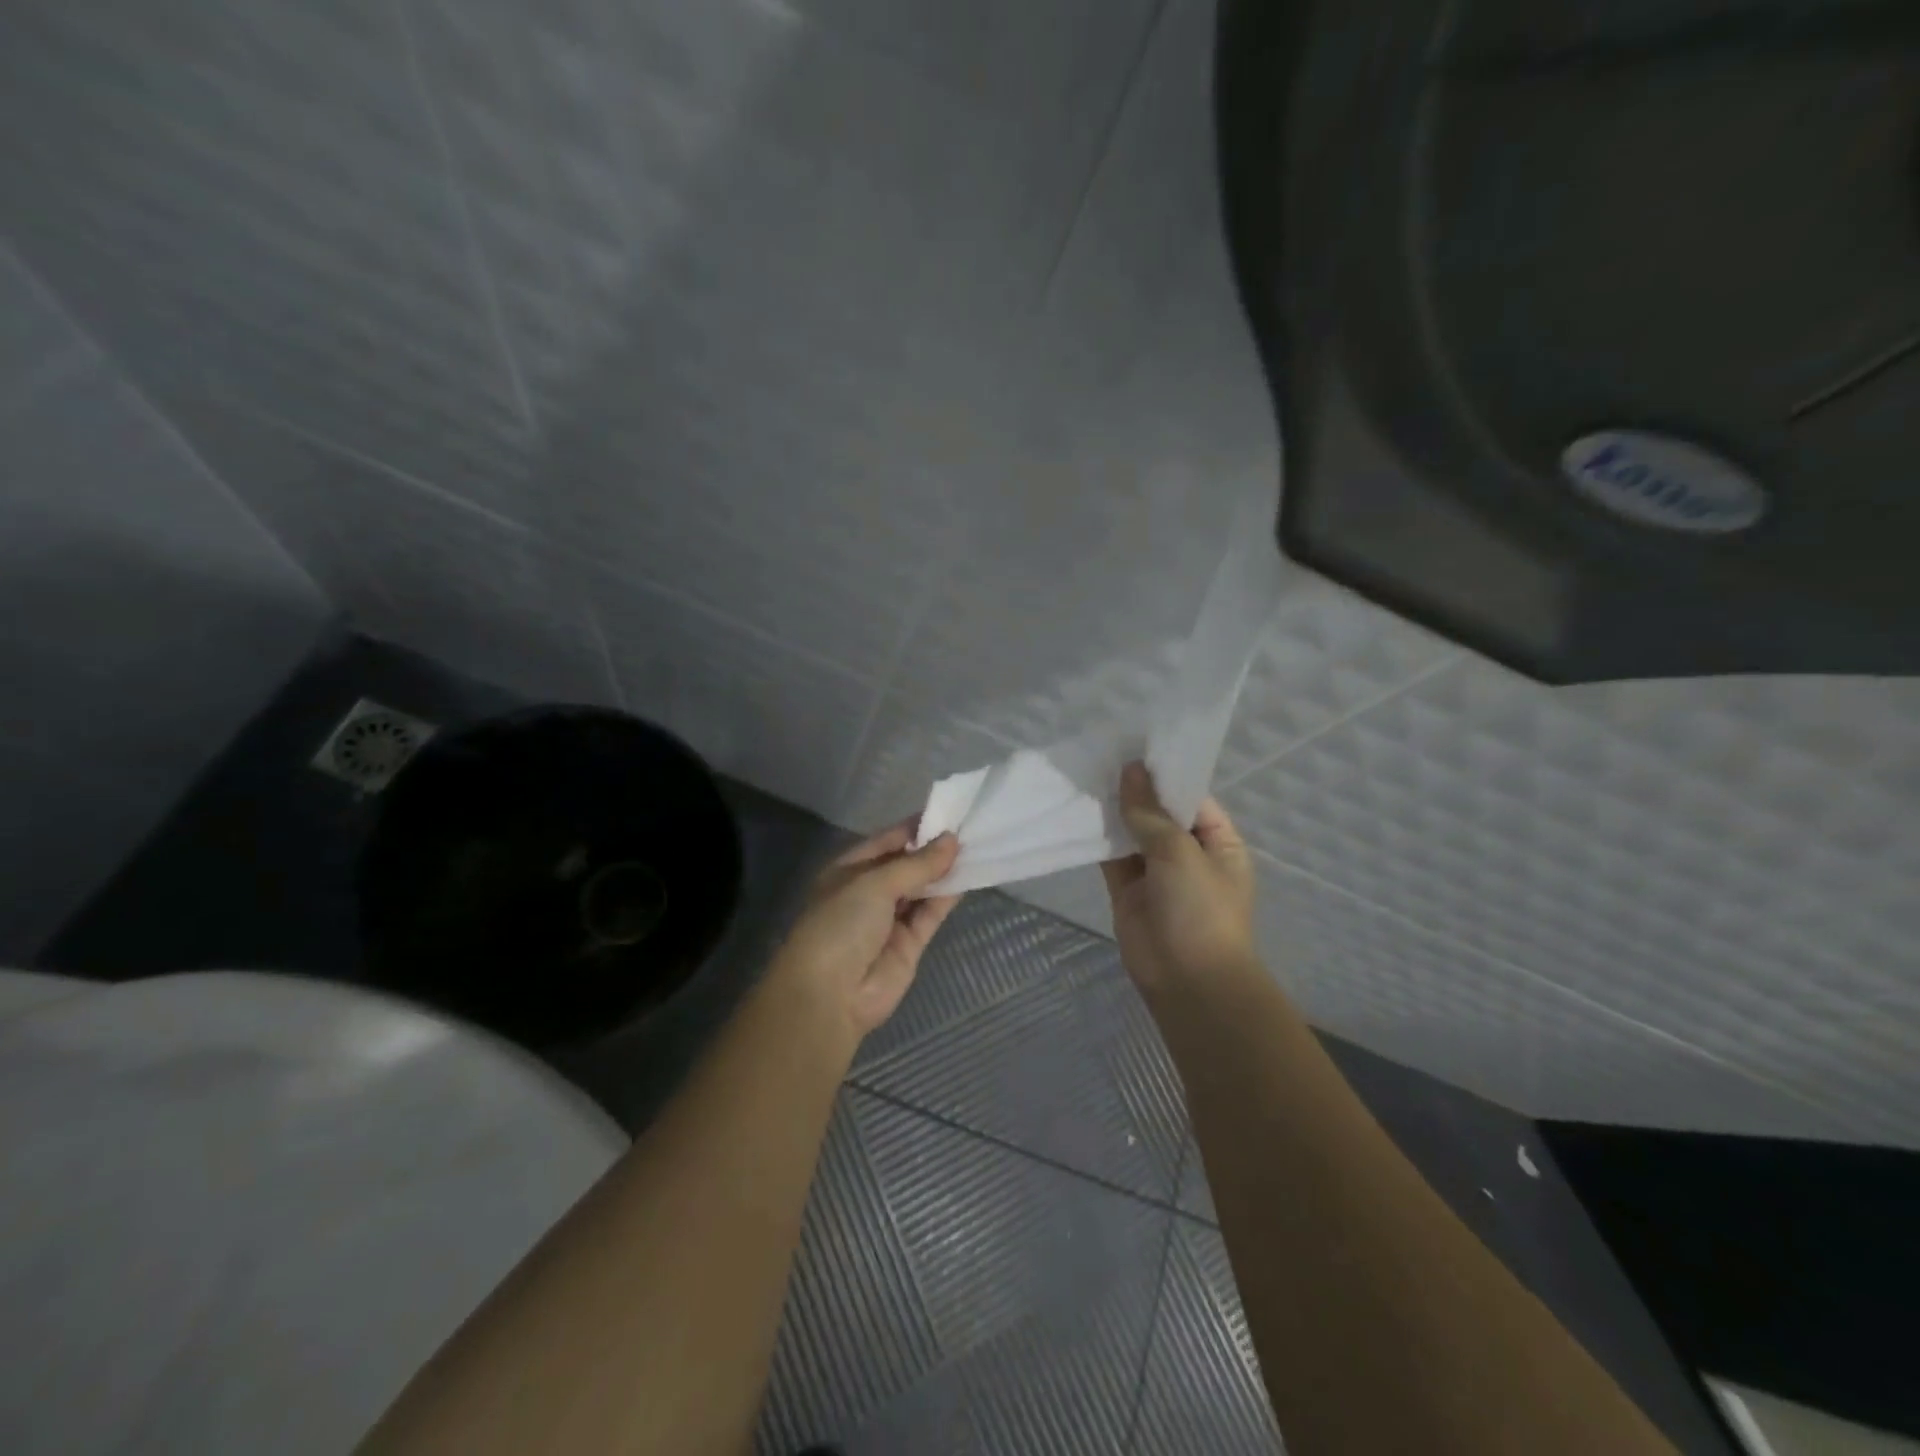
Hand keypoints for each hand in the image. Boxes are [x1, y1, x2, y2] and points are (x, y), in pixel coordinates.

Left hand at [772, 822, 961, 1044]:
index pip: (887, 840)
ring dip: (945, 872)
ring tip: (978, 848)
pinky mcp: (909, 944)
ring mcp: (890, 919)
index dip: (916, 827)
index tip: (949, 813)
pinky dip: (947, 897)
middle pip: (907, 864)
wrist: (829, 996)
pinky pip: (931, 913)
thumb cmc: (841, 924)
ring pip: (922, 889)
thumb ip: (917, 864)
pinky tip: (970, 876)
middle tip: (971, 829)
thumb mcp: (875, 883)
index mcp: (849, 870)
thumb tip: (952, 840)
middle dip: (934, 849)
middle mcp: (869, 892)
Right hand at [1101, 762, 1257, 995]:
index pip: (1190, 797)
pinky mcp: (1127, 890)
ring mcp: (1156, 873)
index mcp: (1218, 842)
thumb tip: (1130, 770)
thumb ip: (1149, 812)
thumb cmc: (1199, 910)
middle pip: (1158, 813)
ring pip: (1131, 833)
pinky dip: (1097, 838)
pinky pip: (1112, 856)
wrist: (1188, 982)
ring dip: (1112, 812)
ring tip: (1084, 775)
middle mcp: (1188, 853)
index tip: (1132, 747)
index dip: (1163, 774)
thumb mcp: (1179, 853)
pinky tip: (1077, 811)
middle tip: (1100, 755)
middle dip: (1133, 790)